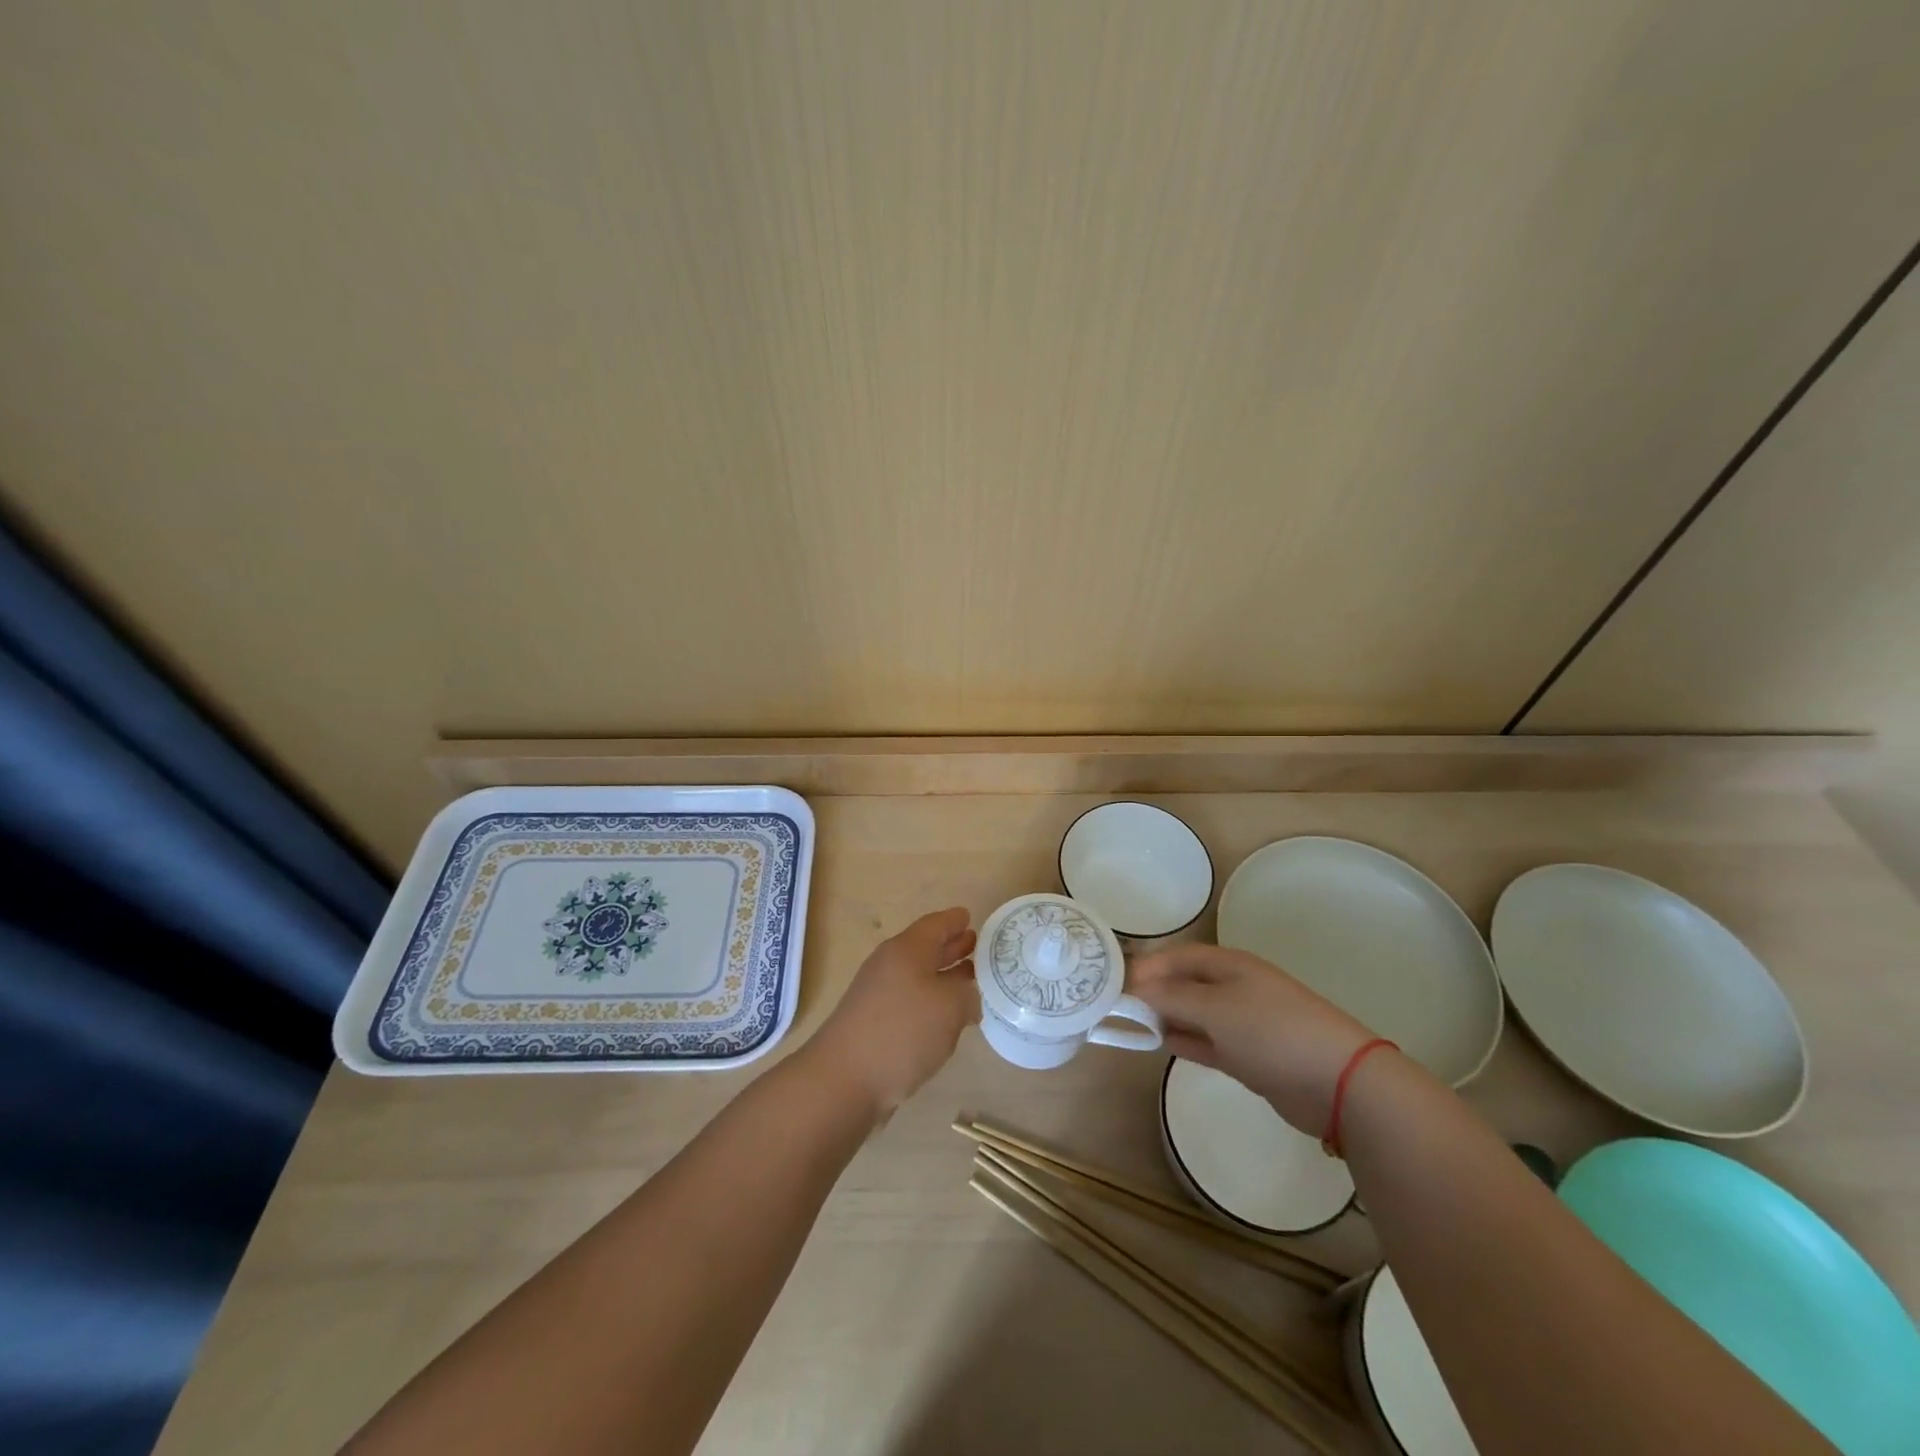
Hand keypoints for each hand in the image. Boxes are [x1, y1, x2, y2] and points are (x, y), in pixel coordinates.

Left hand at [803, 907, 978, 1116]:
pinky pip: (910, 1001)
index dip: (955, 920)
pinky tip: (946, 1020)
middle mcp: (890, 966)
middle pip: (925, 949)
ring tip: (970, 982)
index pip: (935, 924)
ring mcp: (878, 995)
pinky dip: (930, 1003)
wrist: (843, 1080)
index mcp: (907, 950)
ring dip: (943, 977)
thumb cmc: (901, 1032)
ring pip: (918, 977)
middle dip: (951, 948)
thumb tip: (968, 996)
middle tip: (978, 948)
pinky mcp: (874, 1024)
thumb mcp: (949, 1007)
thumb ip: (967, 994)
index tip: (971, 917)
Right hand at [1128, 944, 1379, 1132]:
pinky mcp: (1248, 1055)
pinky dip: (1184, 1039)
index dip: (1147, 965)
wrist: (1337, 1081)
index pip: (1178, 956)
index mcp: (1229, 965)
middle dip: (1153, 991)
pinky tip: (1160, 1042)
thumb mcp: (1216, 1008)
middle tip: (1117, 1006)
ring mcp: (1243, 1022)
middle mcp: (1234, 987)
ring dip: (1165, 1016)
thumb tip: (1135, 988)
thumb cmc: (1271, 1030)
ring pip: (1193, 1013)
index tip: (1115, 983)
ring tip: (1130, 1024)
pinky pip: (1206, 1040)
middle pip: (1184, 983)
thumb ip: (1172, 997)